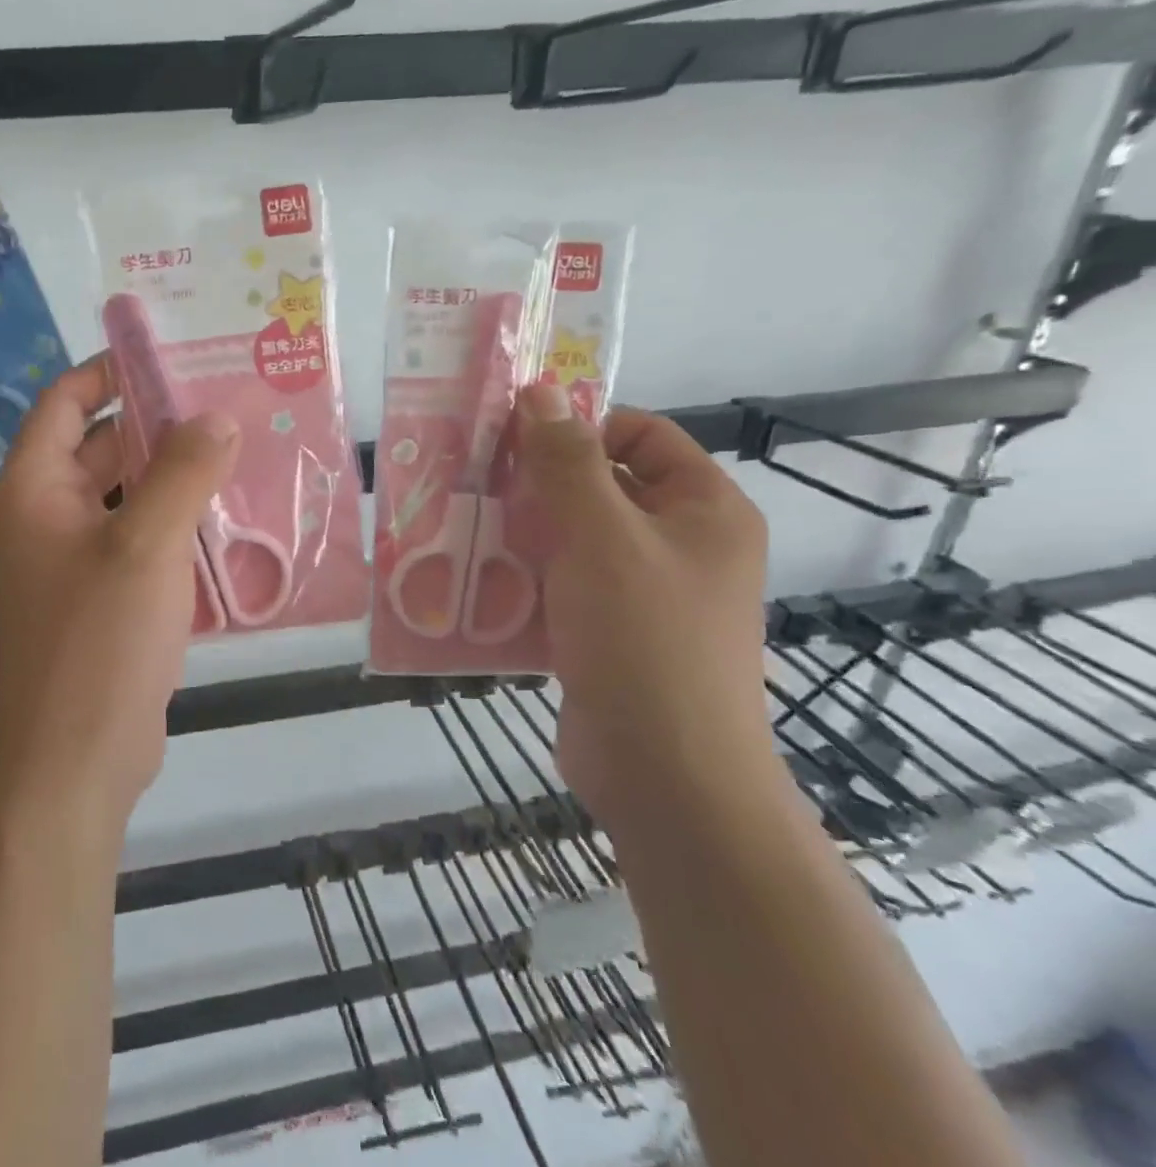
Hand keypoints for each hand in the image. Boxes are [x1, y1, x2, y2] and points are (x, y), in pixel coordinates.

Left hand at [0, 356, 241, 819]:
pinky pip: (140, 538)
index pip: (66, 402)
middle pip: (102, 446)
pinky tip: (231, 516)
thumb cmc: (98, 643)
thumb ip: (184, 472)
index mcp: (34, 488)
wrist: (75, 762)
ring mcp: (74, 559)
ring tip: (242, 450)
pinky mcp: (103, 596)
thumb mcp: (146, 546)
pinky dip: (177, 522)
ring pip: (127, 495)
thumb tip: (216, 417)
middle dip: (159, 423)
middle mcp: (47, 516)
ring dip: (175, 475)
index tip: (173, 356)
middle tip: (228, 402)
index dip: (111, 371)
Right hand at [513, 382, 776, 829]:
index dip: (579, 425)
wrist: (665, 775)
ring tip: (462, 522)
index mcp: (704, 509)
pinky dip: (525, 574)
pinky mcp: (610, 633)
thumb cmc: (644, 639)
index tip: (511, 436)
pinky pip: (564, 583)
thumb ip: (567, 462)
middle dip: (538, 480)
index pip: (640, 434)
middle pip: (602, 485)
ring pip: (575, 536)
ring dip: (523, 528)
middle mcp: (681, 544)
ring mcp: (645, 592)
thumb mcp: (602, 536)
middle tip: (473, 477)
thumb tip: (539, 390)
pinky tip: (476, 575)